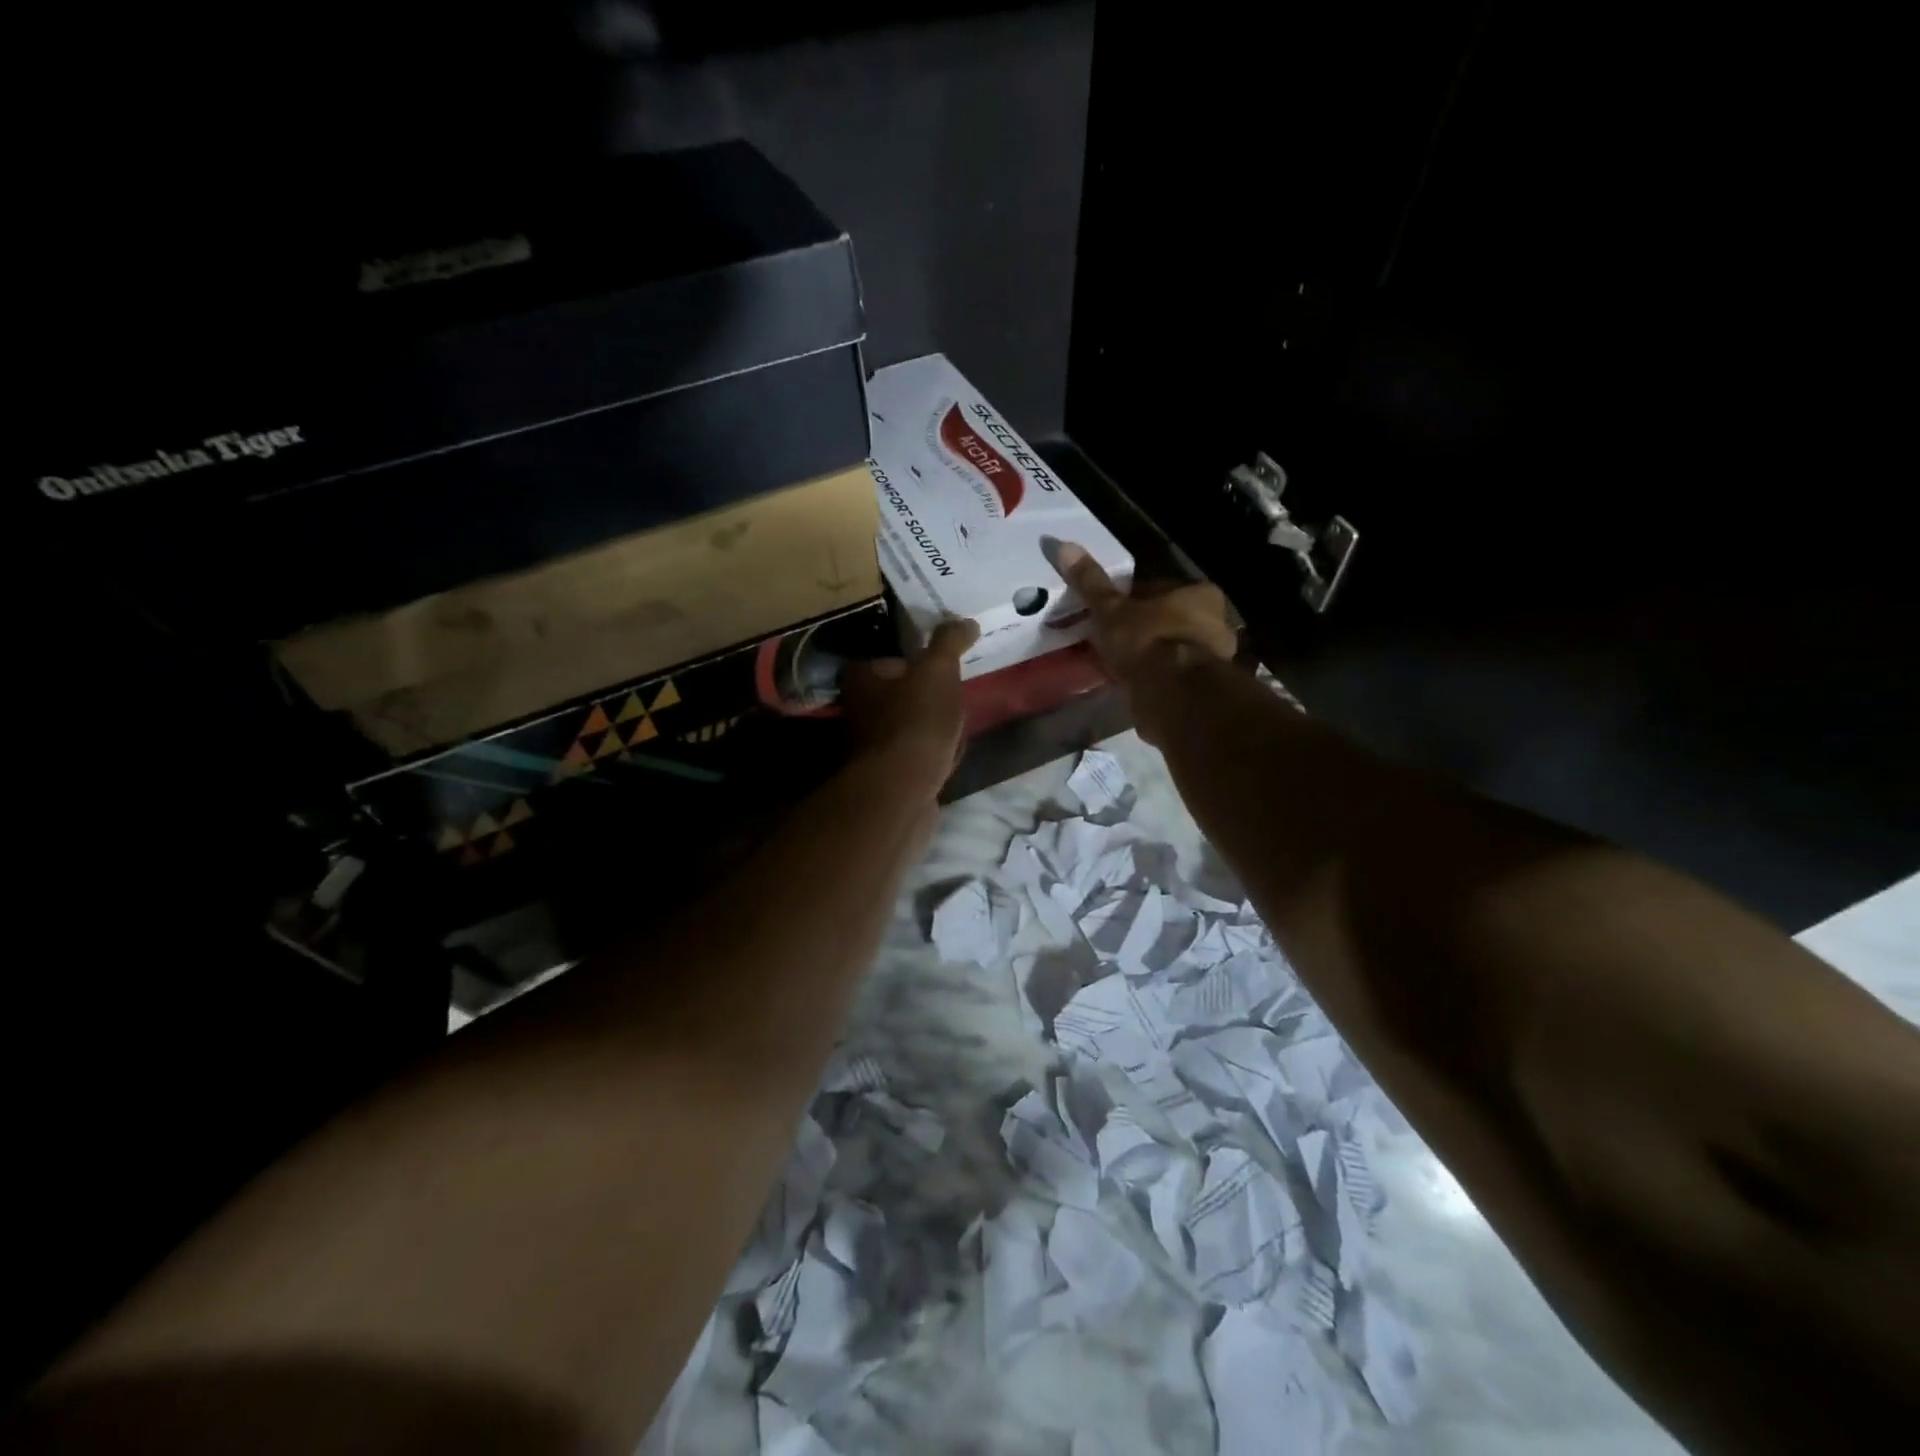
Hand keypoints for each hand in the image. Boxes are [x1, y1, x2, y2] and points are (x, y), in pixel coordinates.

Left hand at [838, 618, 979, 793]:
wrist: (902, 791)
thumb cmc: (915, 721)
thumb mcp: (937, 671)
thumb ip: (950, 643)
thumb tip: (966, 622)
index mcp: (861, 680)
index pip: (889, 662)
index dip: (917, 664)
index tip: (943, 670)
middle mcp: (858, 712)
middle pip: (900, 697)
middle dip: (927, 699)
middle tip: (954, 701)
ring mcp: (870, 748)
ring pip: (908, 729)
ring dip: (932, 730)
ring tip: (956, 731)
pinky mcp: (886, 777)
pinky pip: (915, 758)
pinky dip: (932, 756)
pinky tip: (949, 759)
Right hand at [1053, 542, 1237, 682]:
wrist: (1173, 694)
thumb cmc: (1146, 640)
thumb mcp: (1111, 609)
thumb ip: (1091, 583)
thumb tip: (1065, 546)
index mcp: (1200, 593)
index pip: (1161, 589)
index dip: (1133, 600)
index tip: (1111, 613)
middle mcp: (1217, 621)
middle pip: (1169, 619)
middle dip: (1144, 628)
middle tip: (1113, 640)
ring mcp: (1214, 656)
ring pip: (1172, 648)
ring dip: (1151, 655)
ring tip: (1121, 666)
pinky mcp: (1205, 687)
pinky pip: (1173, 675)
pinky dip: (1157, 678)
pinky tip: (1135, 685)